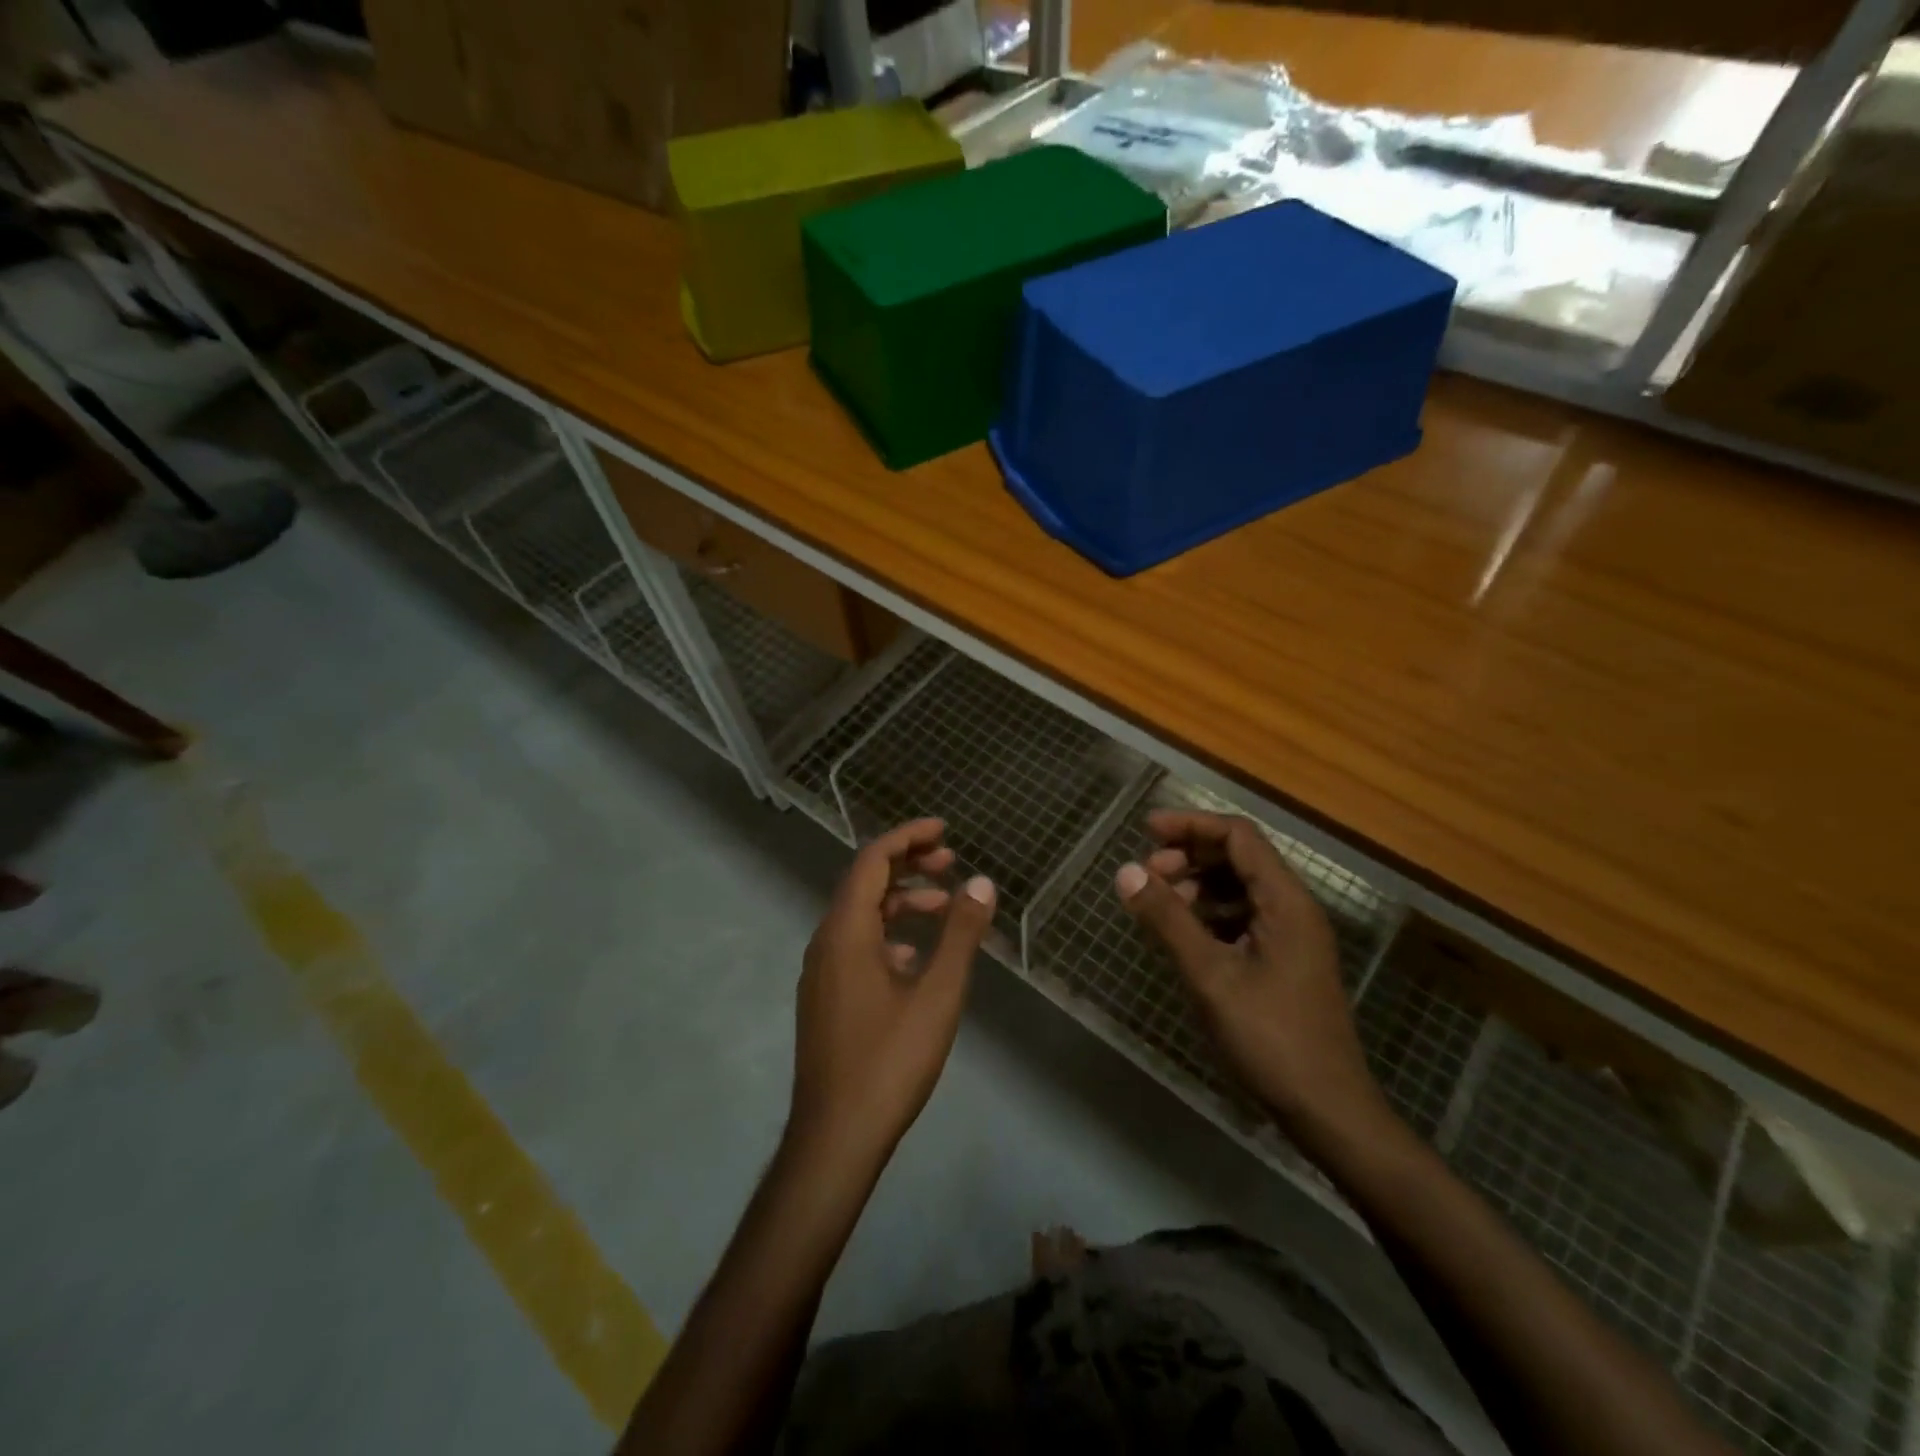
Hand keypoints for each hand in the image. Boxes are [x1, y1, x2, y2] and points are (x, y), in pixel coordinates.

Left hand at [789, 818, 995, 1174]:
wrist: (835, 1137)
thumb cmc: (889, 1060)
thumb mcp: (938, 994)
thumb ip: (960, 934)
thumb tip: (982, 882)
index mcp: (846, 931)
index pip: (872, 860)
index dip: (907, 837)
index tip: (944, 830)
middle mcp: (826, 942)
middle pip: (864, 883)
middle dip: (908, 865)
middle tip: (951, 862)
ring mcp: (821, 972)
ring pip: (861, 916)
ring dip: (900, 901)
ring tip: (944, 907)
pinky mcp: (825, 998)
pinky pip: (856, 946)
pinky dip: (889, 934)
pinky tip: (917, 958)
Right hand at [1114, 809, 1401, 1160]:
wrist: (1327, 1110)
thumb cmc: (1270, 1038)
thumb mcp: (1210, 975)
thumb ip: (1167, 919)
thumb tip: (1126, 871)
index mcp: (1285, 901)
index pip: (1238, 836)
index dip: (1191, 826)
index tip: (1147, 830)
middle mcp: (1293, 909)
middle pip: (1240, 858)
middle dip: (1190, 856)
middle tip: (1147, 874)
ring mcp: (1292, 937)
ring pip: (1240, 889)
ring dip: (1198, 886)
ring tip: (1160, 905)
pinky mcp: (1285, 962)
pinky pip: (1244, 918)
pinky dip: (1210, 915)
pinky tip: (1185, 935)